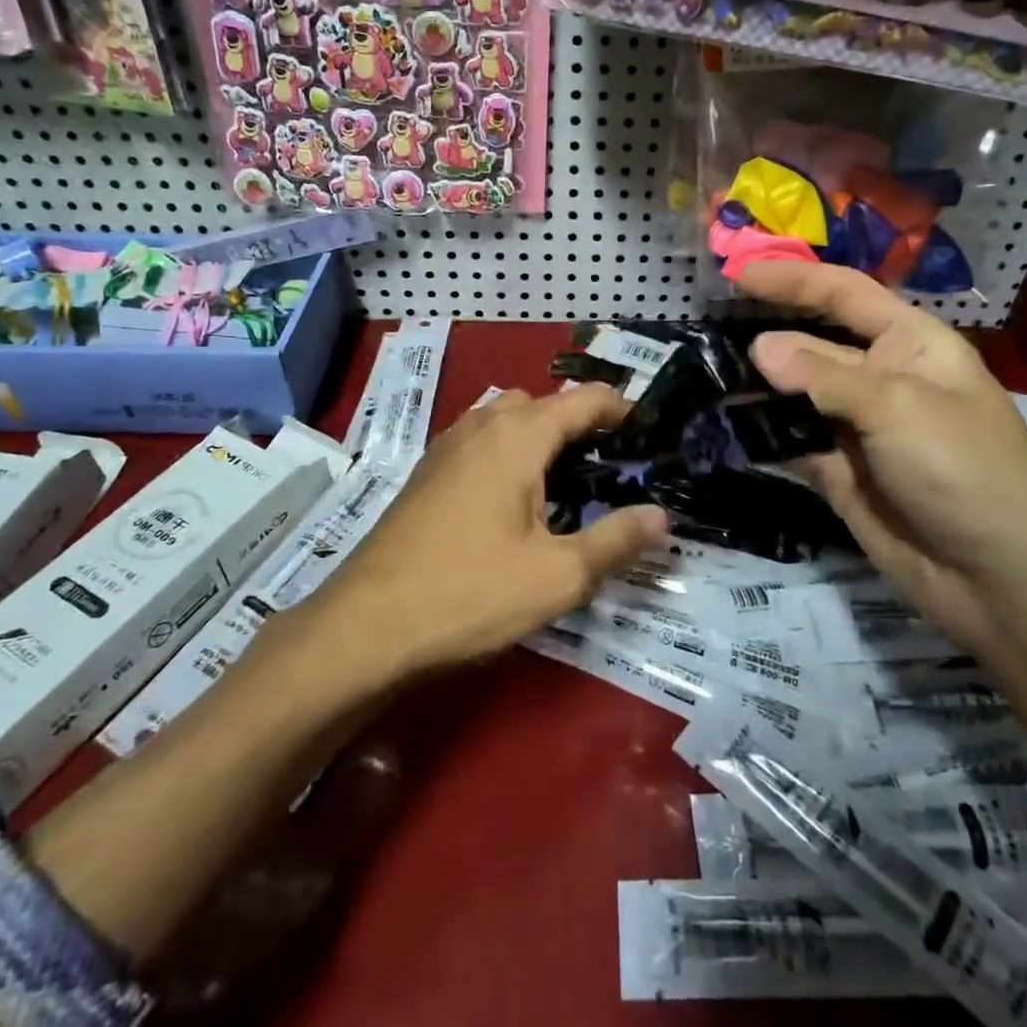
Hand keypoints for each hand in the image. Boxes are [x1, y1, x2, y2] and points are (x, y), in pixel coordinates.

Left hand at [312, 384, 668, 679]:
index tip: (649, 429)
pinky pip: (478, 442)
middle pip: (540, 403)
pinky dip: (506, 452)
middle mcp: (480, 427)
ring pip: (503, 419)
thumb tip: (662, 516)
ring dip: (538, 435)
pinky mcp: (425, 474)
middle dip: (577, 421)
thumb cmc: (469, 594)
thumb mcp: (558, 577)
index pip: (582, 400)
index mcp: (517, 437)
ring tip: (563, 482)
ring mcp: (445, 448)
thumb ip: (615, 541)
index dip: (621, 407)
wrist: (365, 626)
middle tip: (607, 465)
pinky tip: (511, 501)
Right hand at [737, 261, 1026, 650]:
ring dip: (755, 387)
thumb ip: (822, 376)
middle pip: (812, 344)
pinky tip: (722, 425)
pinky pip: (790, 441)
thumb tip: (758, 347)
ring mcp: (857, 428)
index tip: (738, 274)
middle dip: (764, 337)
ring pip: (795, 395)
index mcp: (911, 344)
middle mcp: (880, 378)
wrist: (999, 579)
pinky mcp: (838, 472)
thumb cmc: (963, 469)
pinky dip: (760, 433)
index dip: (794, 280)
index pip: (845, 295)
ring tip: (701, 377)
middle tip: (701, 334)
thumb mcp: (896, 407)